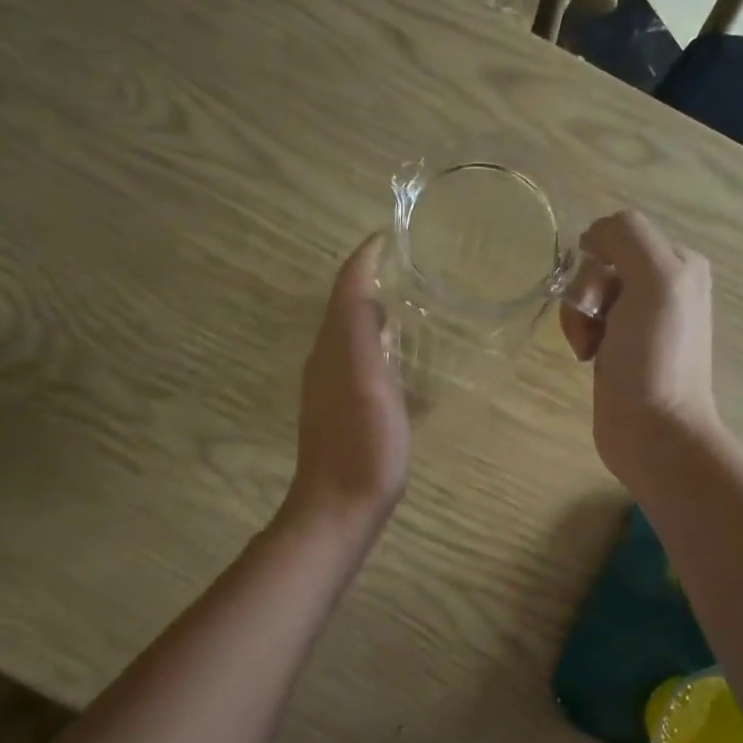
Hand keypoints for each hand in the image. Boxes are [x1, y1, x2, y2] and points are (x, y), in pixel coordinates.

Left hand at [288, 236, 409, 530]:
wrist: (340, 507)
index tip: (391, 235)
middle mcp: (327, 360)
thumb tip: (367, 291)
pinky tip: (405, 360)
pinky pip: (362, 362)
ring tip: (415, 305)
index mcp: (333, 347)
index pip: (346, 288)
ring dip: (377, 314)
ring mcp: (334, 388)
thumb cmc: (362, 443)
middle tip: (413, 266)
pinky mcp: (346, 412)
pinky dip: (381, 347)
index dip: (365, 259)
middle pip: (346, 308)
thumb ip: (360, 331)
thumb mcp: (366, 380)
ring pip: (353, 335)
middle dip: (372, 281)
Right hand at [559, 211, 719, 490]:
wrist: (653, 431)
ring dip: (579, 317)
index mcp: (680, 263)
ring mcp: (639, 318)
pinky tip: (588, 358)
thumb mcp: (656, 279)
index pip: (619, 234)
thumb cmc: (656, 356)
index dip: (600, 261)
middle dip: (587, 293)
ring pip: (587, 294)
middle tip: (599, 327)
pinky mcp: (618, 346)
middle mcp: (664, 285)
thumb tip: (592, 236)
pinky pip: (586, 320)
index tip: (605, 297)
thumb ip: (627, 236)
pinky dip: (579, 334)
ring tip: (590, 349)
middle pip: (599, 265)